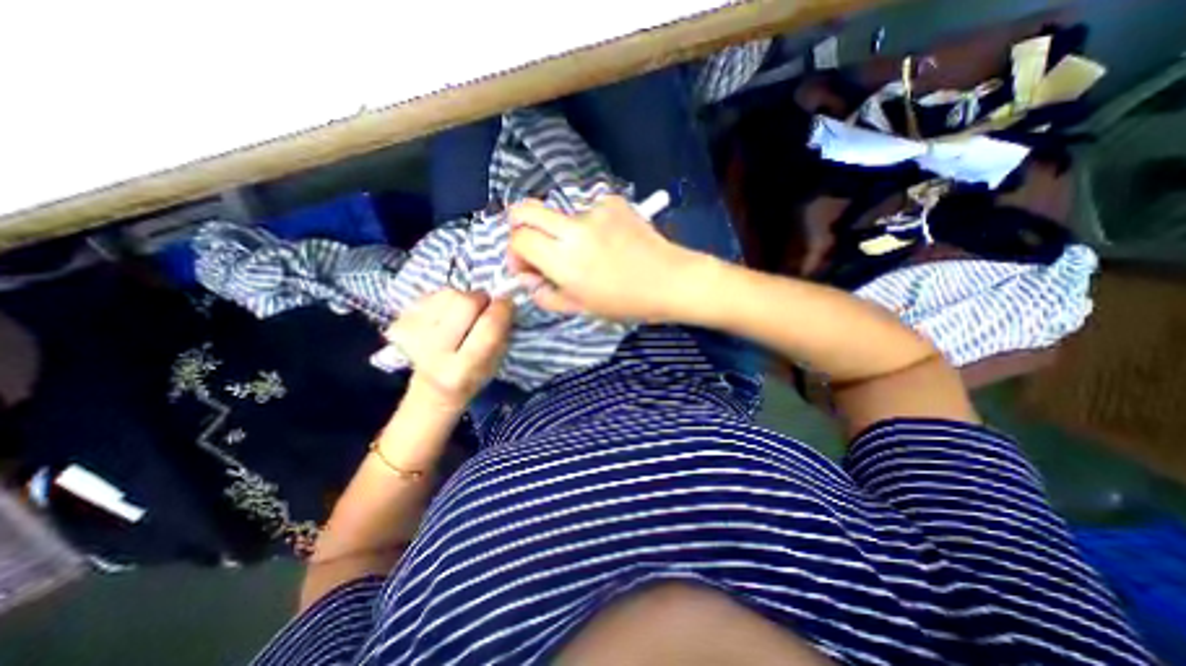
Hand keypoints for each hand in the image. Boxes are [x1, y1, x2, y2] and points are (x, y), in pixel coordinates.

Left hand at [387, 288, 512, 410]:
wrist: (432, 389)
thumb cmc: (473, 376)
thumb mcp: (495, 363)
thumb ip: (501, 333)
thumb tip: (504, 302)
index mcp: (462, 370)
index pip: (488, 326)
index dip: (502, 309)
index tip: (507, 303)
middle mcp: (433, 353)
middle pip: (465, 302)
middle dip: (481, 299)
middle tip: (483, 308)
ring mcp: (411, 336)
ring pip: (448, 293)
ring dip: (462, 298)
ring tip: (462, 314)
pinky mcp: (397, 323)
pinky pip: (430, 295)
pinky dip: (443, 301)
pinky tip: (444, 317)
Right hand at [505, 192, 707, 319]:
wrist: (672, 280)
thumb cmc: (626, 303)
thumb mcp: (581, 308)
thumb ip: (545, 294)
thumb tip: (527, 276)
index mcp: (565, 260)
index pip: (518, 239)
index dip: (515, 253)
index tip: (526, 266)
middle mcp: (574, 228)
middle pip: (524, 209)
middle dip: (520, 228)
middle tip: (536, 247)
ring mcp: (594, 210)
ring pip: (559, 215)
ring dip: (562, 232)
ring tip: (590, 252)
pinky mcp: (612, 201)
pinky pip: (586, 211)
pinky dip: (588, 226)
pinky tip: (609, 241)